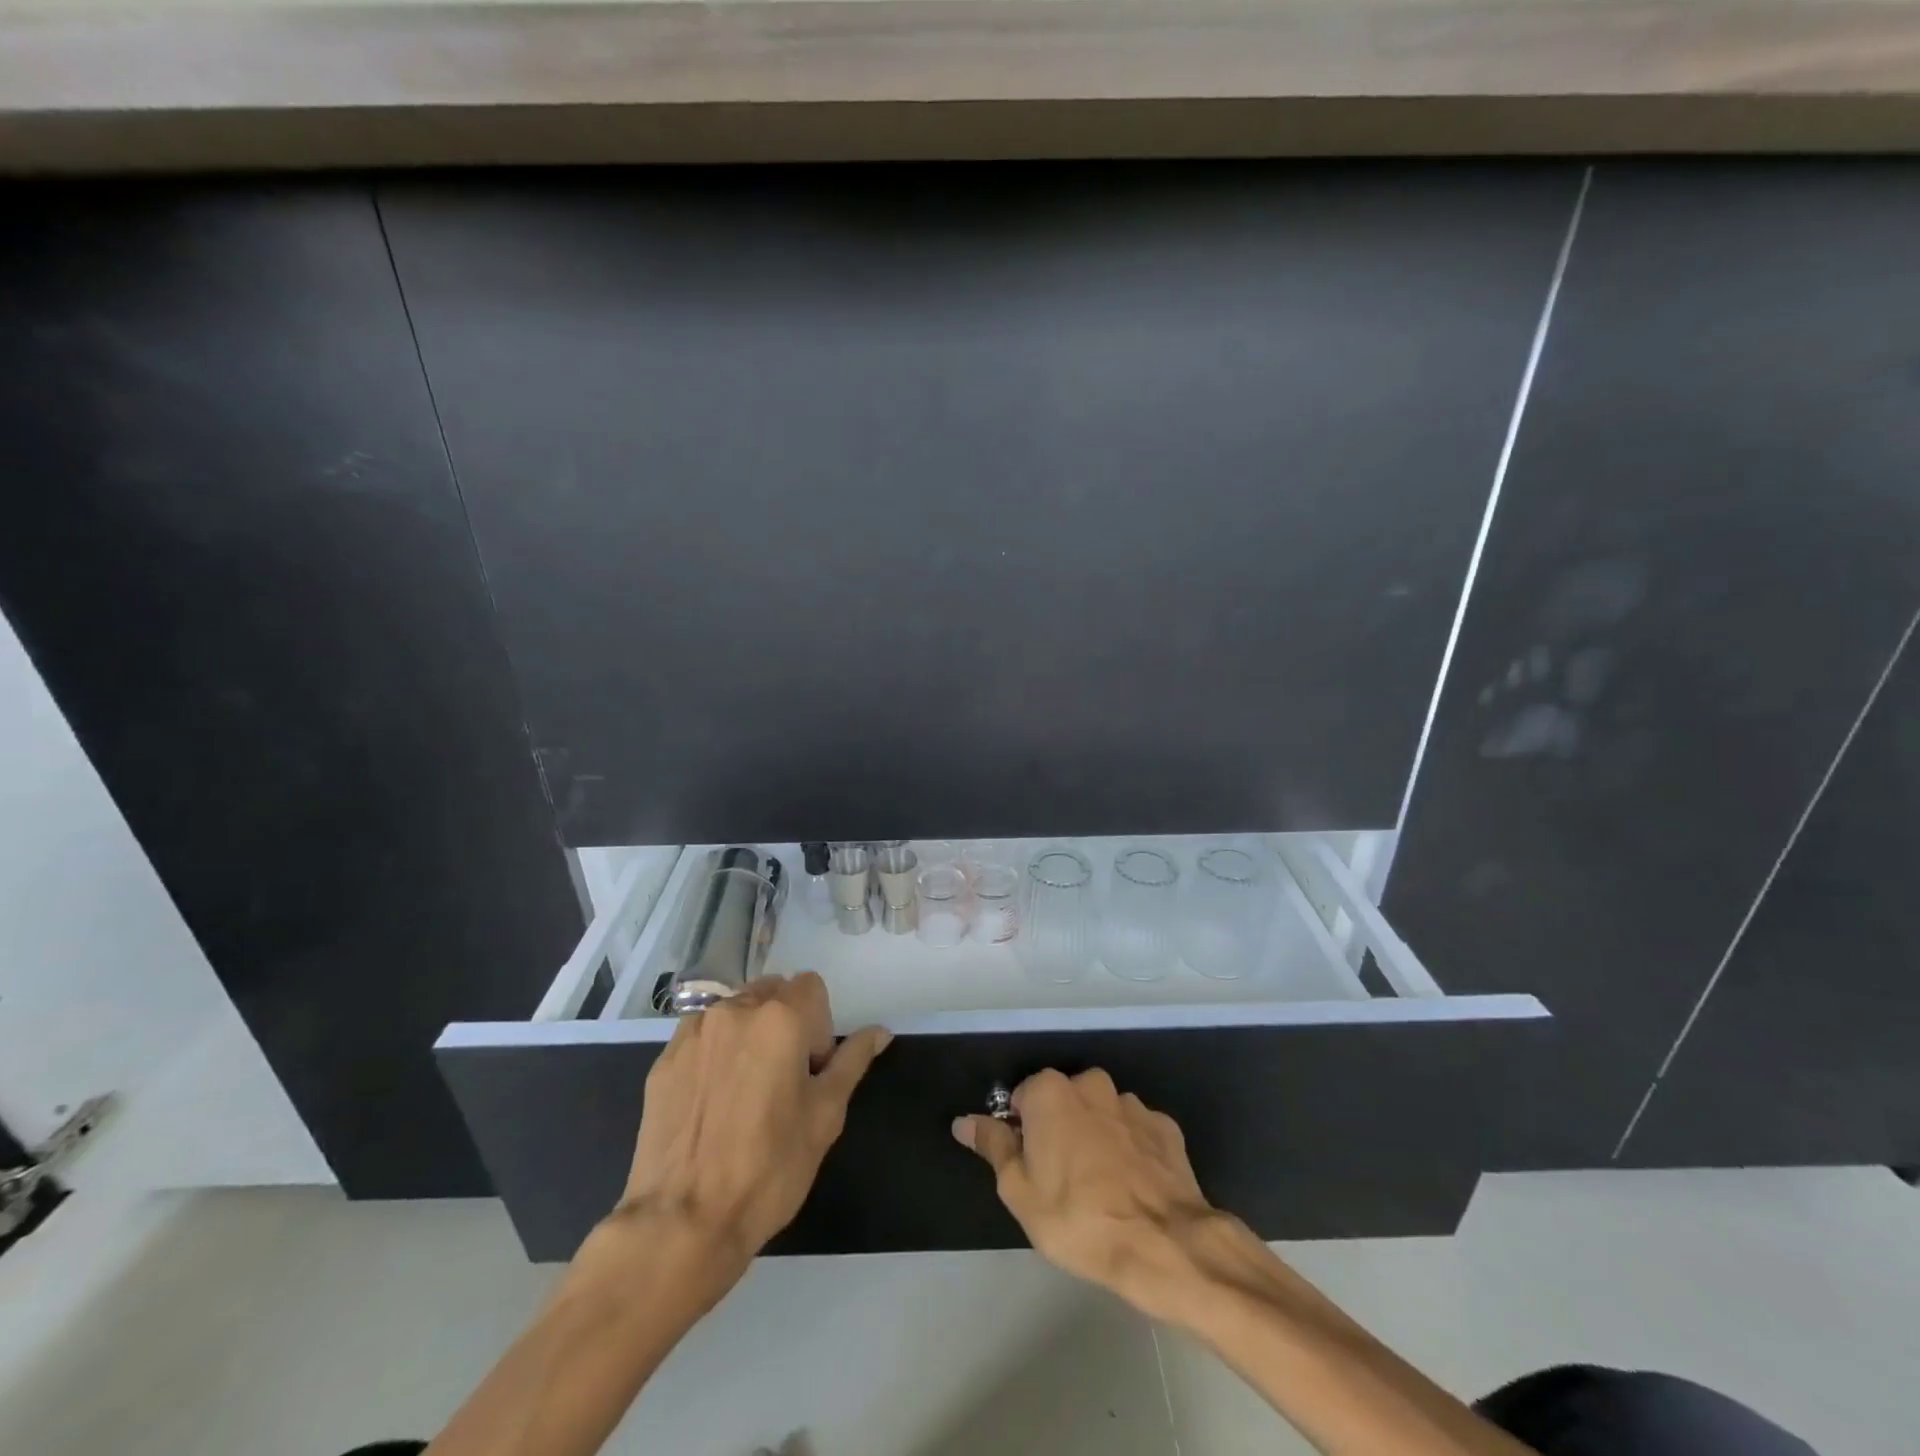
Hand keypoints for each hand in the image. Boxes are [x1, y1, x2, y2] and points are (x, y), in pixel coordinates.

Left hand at [611, 972, 889, 1274]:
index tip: (810, 1071)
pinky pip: (701, 1037)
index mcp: (780, 1017)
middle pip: (772, 992)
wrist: (682, 1223)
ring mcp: (693, 1033)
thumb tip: (880, 1031)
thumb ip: (853, 1061)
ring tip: (744, 1093)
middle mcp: (734, 1010)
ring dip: (749, 1035)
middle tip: (782, 1081)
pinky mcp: (663, 1060)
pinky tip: (713, 1103)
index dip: (819, 1025)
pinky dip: (715, 1053)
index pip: (811, 986)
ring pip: (735, 1012)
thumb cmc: (769, 1168)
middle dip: (785, 1022)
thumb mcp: (825, 1116)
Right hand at [952, 1068, 1224, 1318]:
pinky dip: (1130, 1151)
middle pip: (1063, 1103)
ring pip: (1101, 1116)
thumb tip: (964, 1121)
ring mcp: (1132, 1103)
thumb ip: (993, 1146)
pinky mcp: (1166, 1127)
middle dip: (1059, 1132)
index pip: (1021, 1100)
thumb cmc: (1078, 1219)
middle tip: (1061, 1183)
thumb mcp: (1018, 1191)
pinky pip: (1135, 1133)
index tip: (1029, 1170)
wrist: (1164, 1244)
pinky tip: (1133, 1188)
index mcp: (1050, 1091)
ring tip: (1102, 1190)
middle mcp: (1091, 1084)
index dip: (1020, 1134)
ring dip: (1096, 1139)